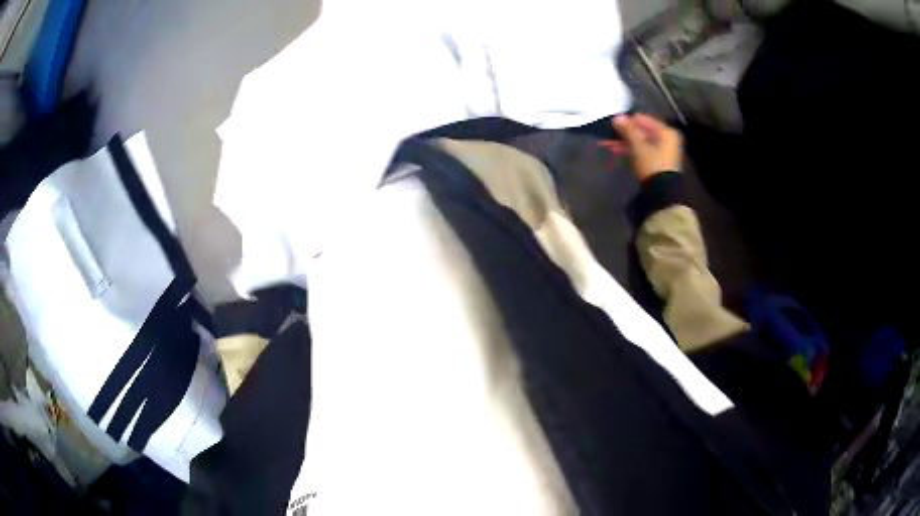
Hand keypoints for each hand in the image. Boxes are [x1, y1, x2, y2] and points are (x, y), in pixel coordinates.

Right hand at [600, 114, 682, 181]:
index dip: (627, 121)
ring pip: (640, 141)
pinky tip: (616, 150)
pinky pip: (642, 150)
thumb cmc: (651, 163)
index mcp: (665, 131)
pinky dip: (630, 150)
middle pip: (641, 131)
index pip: (642, 119)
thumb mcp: (637, 145)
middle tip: (607, 134)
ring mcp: (663, 150)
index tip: (613, 125)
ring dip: (624, 142)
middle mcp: (666, 138)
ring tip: (607, 144)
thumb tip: (616, 117)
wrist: (661, 191)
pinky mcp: (657, 161)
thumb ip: (627, 129)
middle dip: (624, 133)